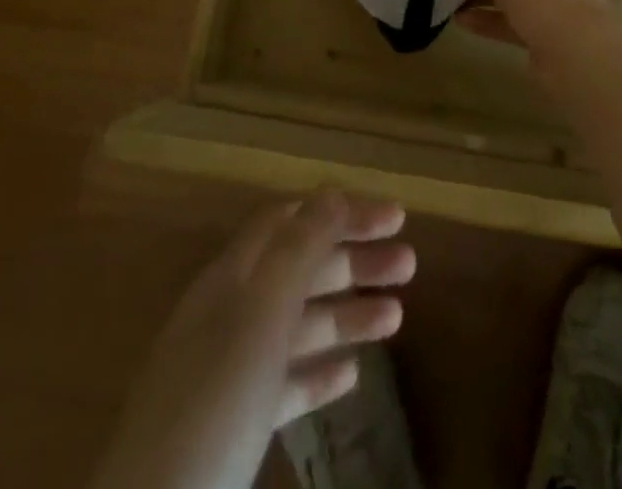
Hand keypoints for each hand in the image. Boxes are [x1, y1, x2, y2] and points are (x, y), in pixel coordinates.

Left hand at [98, 192, 414, 488]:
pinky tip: (350, 375)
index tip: (396, 217)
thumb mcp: (259, 318)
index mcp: (231, 278)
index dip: (344, 213)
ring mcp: (228, 373)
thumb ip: (297, 251)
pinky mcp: (232, 429)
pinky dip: (319, 371)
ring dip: (347, 313)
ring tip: (397, 317)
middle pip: (300, 270)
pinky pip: (285, 383)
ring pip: (298, 326)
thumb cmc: (212, 407)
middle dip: (355, 260)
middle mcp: (229, 314)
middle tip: (409, 265)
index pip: (294, 221)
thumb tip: (331, 193)